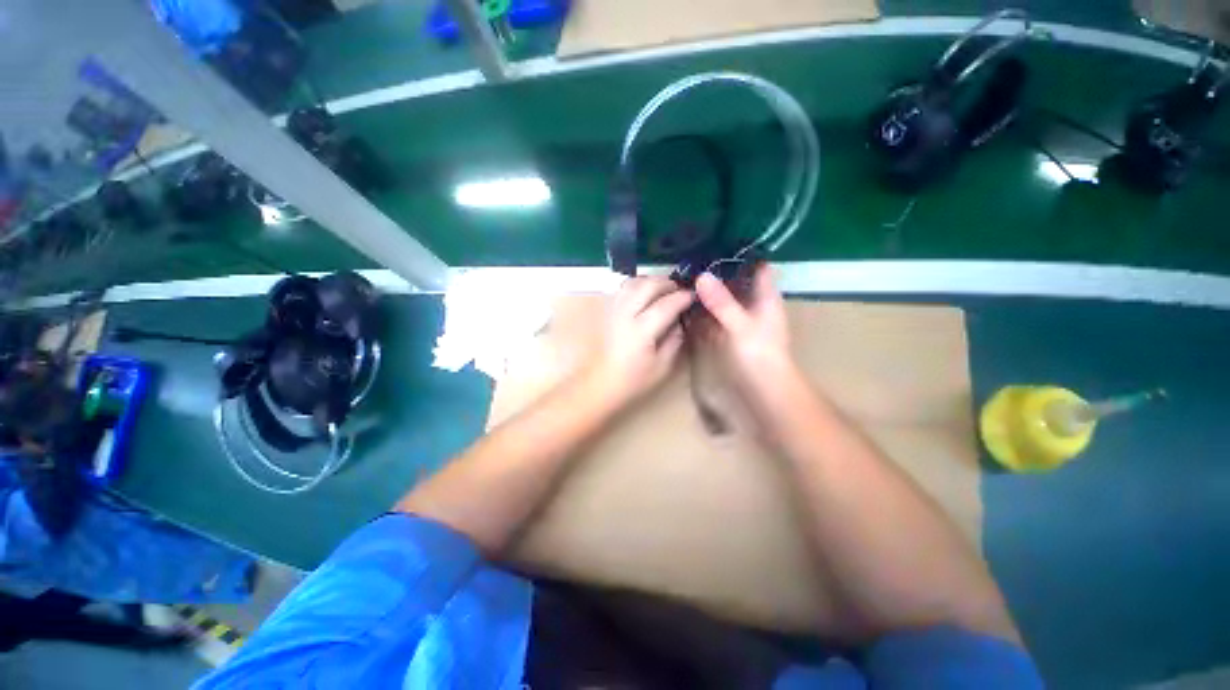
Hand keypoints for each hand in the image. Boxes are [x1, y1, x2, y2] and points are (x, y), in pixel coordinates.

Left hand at [582, 276, 694, 408]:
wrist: (601, 382)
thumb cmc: (634, 379)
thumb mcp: (663, 366)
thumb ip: (675, 339)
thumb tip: (681, 319)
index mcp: (641, 331)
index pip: (666, 305)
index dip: (683, 297)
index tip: (694, 296)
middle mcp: (625, 315)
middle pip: (648, 285)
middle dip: (668, 283)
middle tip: (680, 290)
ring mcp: (613, 310)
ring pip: (634, 282)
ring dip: (652, 281)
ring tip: (664, 290)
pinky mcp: (607, 310)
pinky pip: (623, 288)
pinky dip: (638, 285)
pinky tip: (645, 294)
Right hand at [694, 265, 793, 411]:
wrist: (764, 388)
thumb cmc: (760, 353)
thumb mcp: (741, 325)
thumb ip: (722, 302)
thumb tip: (702, 276)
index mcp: (765, 298)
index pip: (758, 268)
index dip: (742, 255)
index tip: (716, 244)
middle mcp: (753, 306)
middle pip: (736, 283)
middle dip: (716, 273)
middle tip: (691, 261)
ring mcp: (739, 320)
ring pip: (723, 300)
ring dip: (707, 292)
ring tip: (683, 279)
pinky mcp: (728, 334)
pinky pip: (713, 317)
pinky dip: (702, 311)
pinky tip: (686, 306)